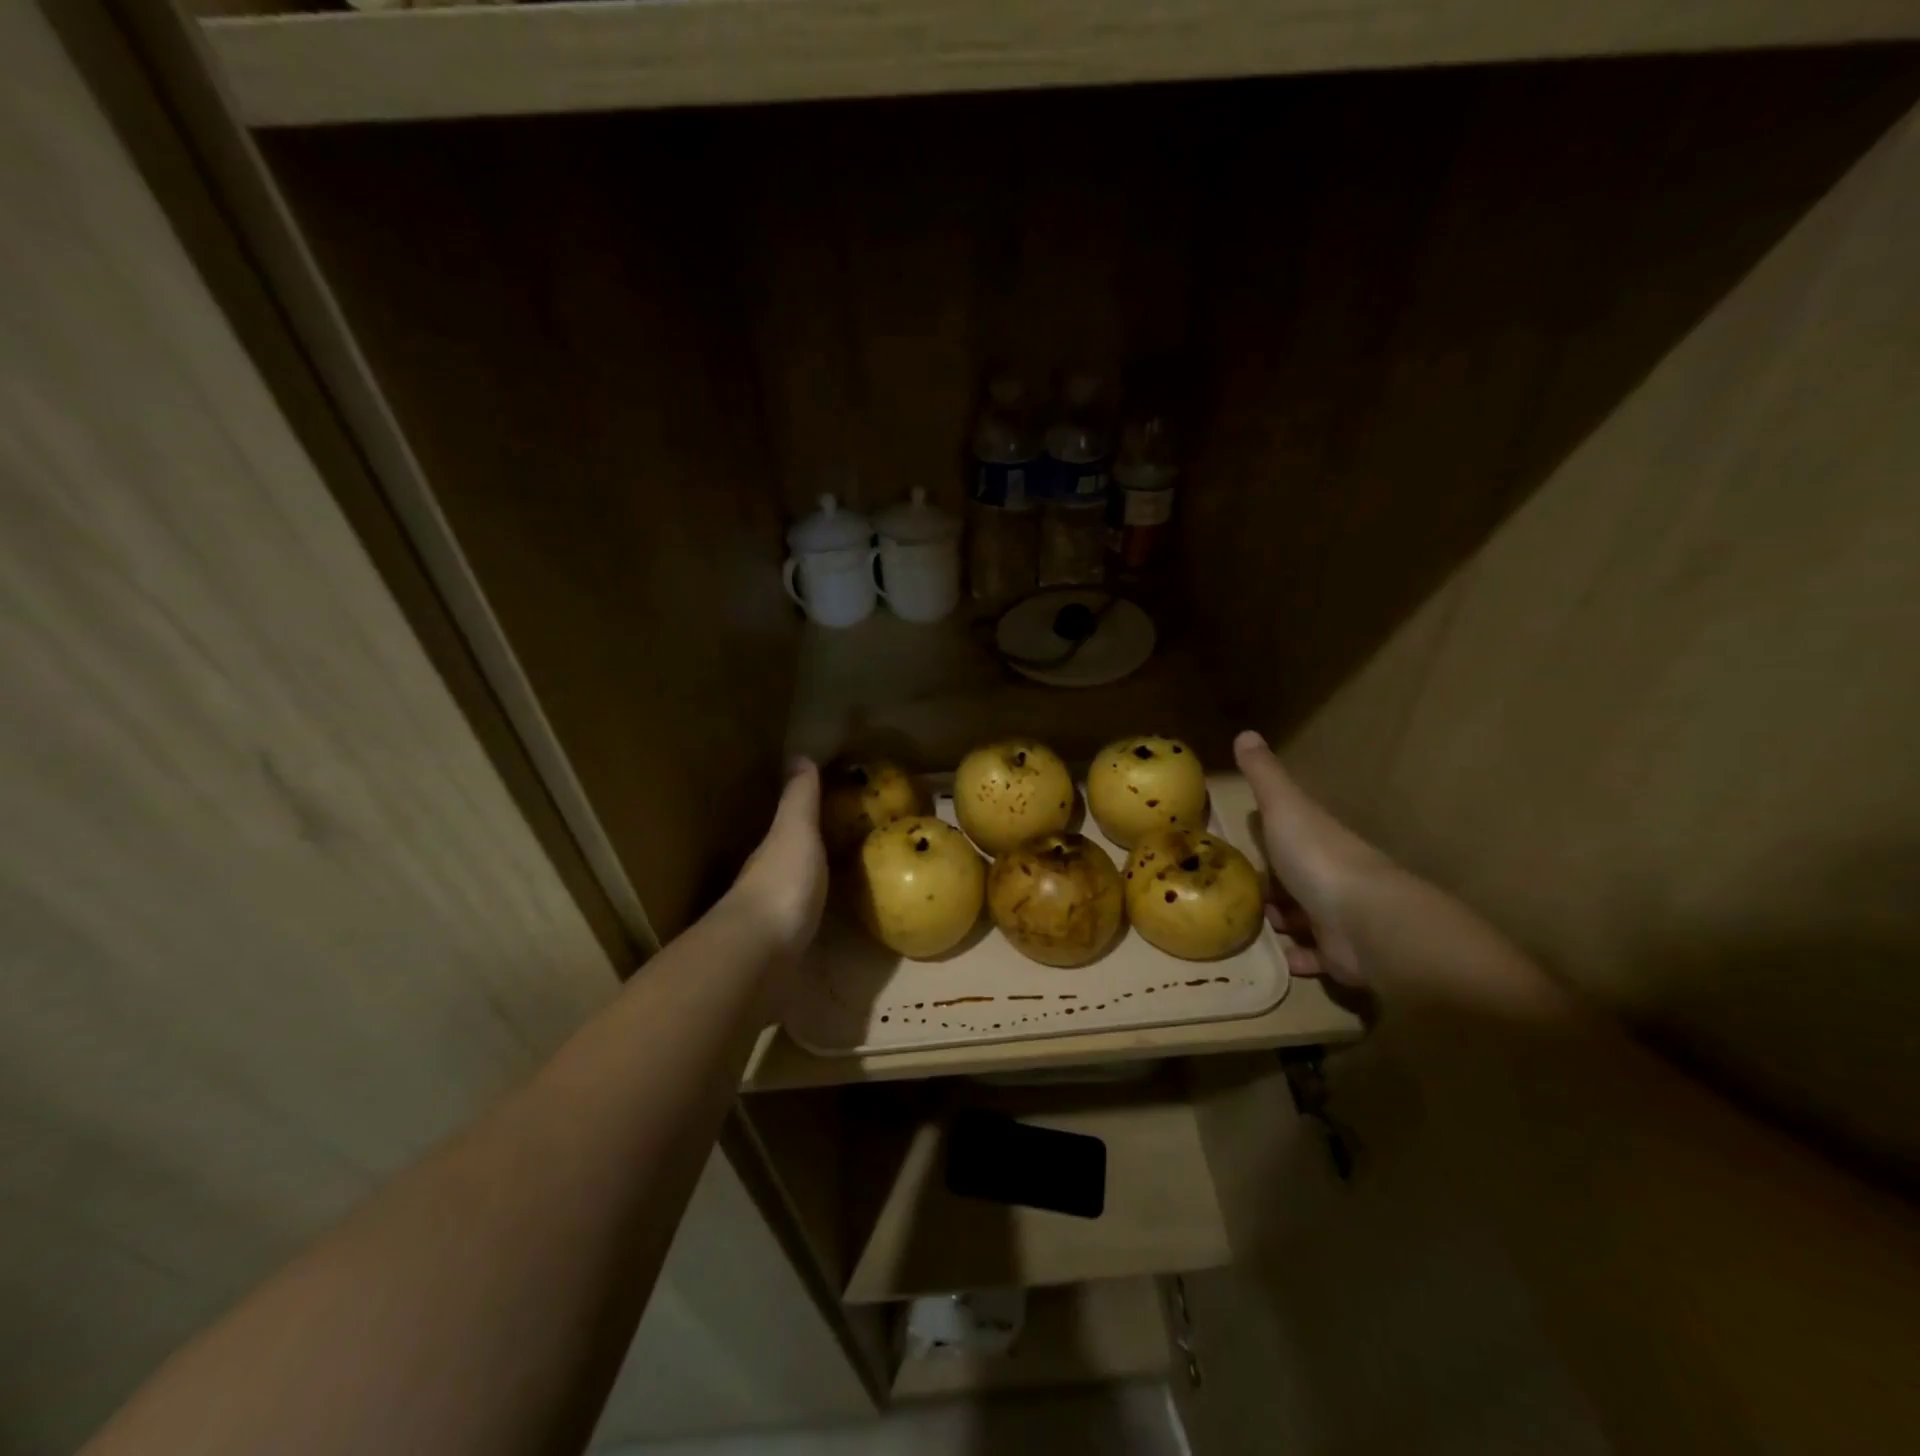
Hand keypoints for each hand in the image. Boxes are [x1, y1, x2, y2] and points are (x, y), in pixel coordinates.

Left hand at [724, 758, 827, 967]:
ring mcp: (771, 918)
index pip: (787, 826)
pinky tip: (832, 921)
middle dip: (811, 852)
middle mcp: (766, 880)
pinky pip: (803, 922)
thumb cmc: (781, 883)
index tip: (835, 808)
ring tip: (845, 882)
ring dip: (812, 885)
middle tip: (846, 845)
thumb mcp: (795, 831)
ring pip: (794, 891)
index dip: (807, 816)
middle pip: (789, 859)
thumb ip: (799, 799)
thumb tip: (798, 755)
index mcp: (771, 849)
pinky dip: (815, 915)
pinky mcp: (783, 949)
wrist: (759, 952)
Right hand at [1233, 730, 1389, 987]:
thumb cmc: (1318, 858)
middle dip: (1269, 885)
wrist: (1366, 923)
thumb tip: (1245, 732)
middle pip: (1294, 878)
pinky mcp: (1340, 956)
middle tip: (1232, 892)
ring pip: (1302, 918)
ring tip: (1246, 926)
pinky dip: (1296, 958)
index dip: (1268, 836)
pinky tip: (1275, 959)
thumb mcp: (1284, 808)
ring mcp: (1336, 917)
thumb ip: (1264, 775)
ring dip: (1279, 922)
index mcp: (1316, 839)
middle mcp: (1328, 876)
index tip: (1241, 842)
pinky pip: (1313, 957)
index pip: (1290, 833)